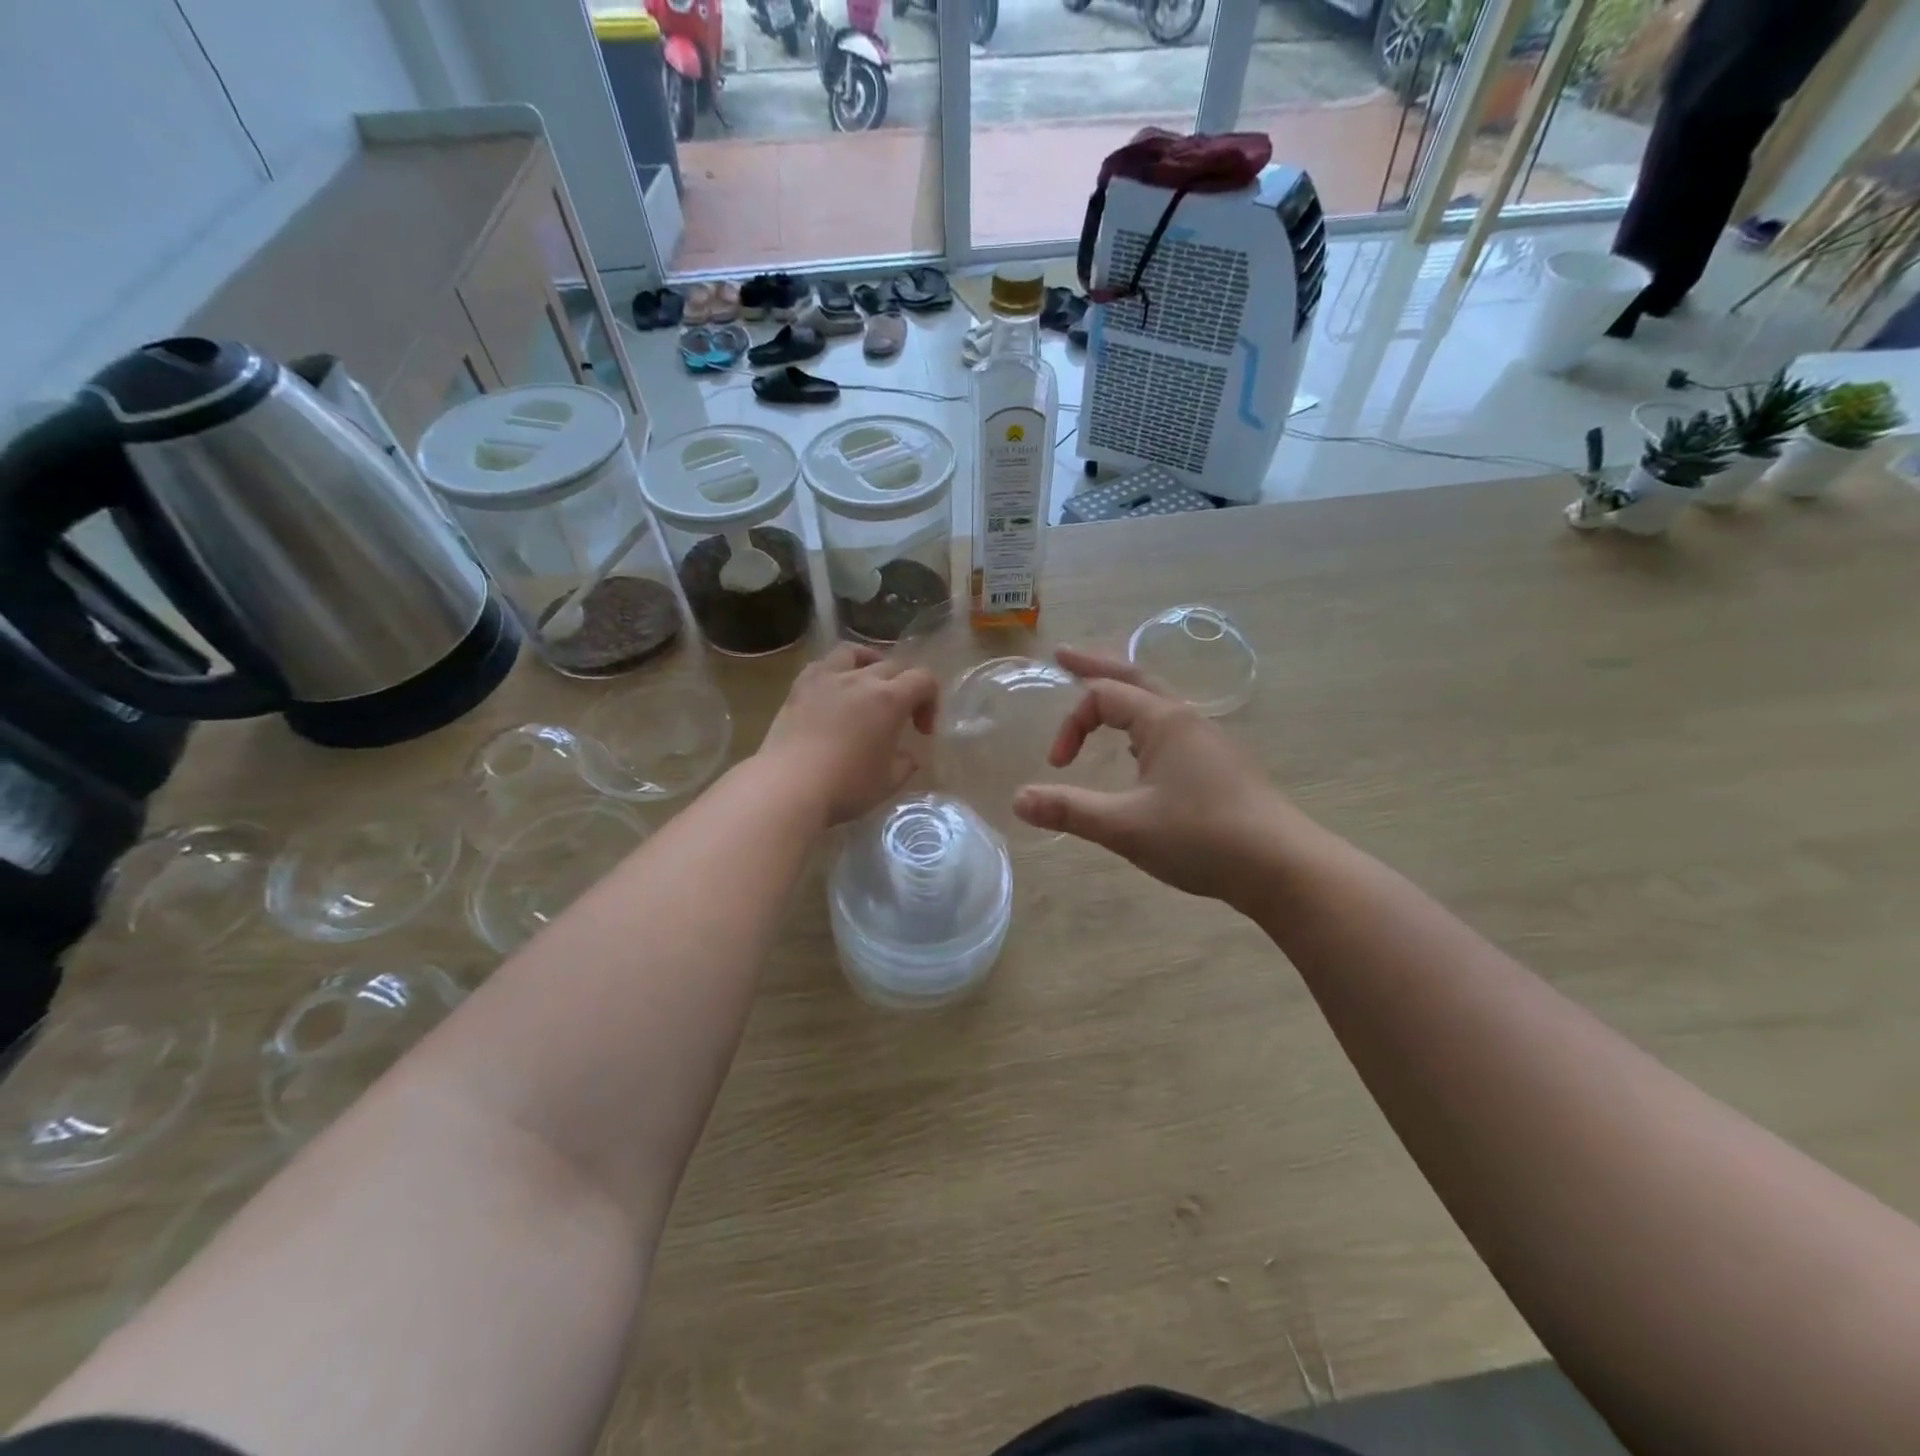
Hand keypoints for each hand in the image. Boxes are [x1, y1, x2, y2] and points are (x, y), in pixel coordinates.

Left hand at [760, 643, 938, 827]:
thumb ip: (906, 763)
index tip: (921, 732)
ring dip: (869, 664)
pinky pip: (822, 665)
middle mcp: (860, 679)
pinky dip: (835, 671)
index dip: (930, 702)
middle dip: (904, 687)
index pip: (923, 680)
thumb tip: (909, 755)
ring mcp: (826, 679)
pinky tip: (833, 691)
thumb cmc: (846, 787)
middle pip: (892, 666)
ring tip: (868, 685)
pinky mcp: (799, 688)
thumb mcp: (889, 782)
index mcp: (889, 699)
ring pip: (854, 653)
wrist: (788, 787)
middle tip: (899, 717)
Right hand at [1013, 647, 1286, 904]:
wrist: (1281, 866)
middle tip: (1064, 655)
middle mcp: (1187, 719)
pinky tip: (1140, 750)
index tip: (1058, 767)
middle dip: (1096, 667)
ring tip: (1099, 699)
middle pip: (1135, 677)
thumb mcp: (1125, 826)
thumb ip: (1069, 810)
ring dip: (1123, 694)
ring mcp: (1209, 740)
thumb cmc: (1201, 837)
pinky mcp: (1220, 765)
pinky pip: (1172, 727)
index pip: (1102, 697)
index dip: (1071, 726)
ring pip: (1157, 702)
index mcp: (1164, 721)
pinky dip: (1143, 722)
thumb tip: (1017, 800)